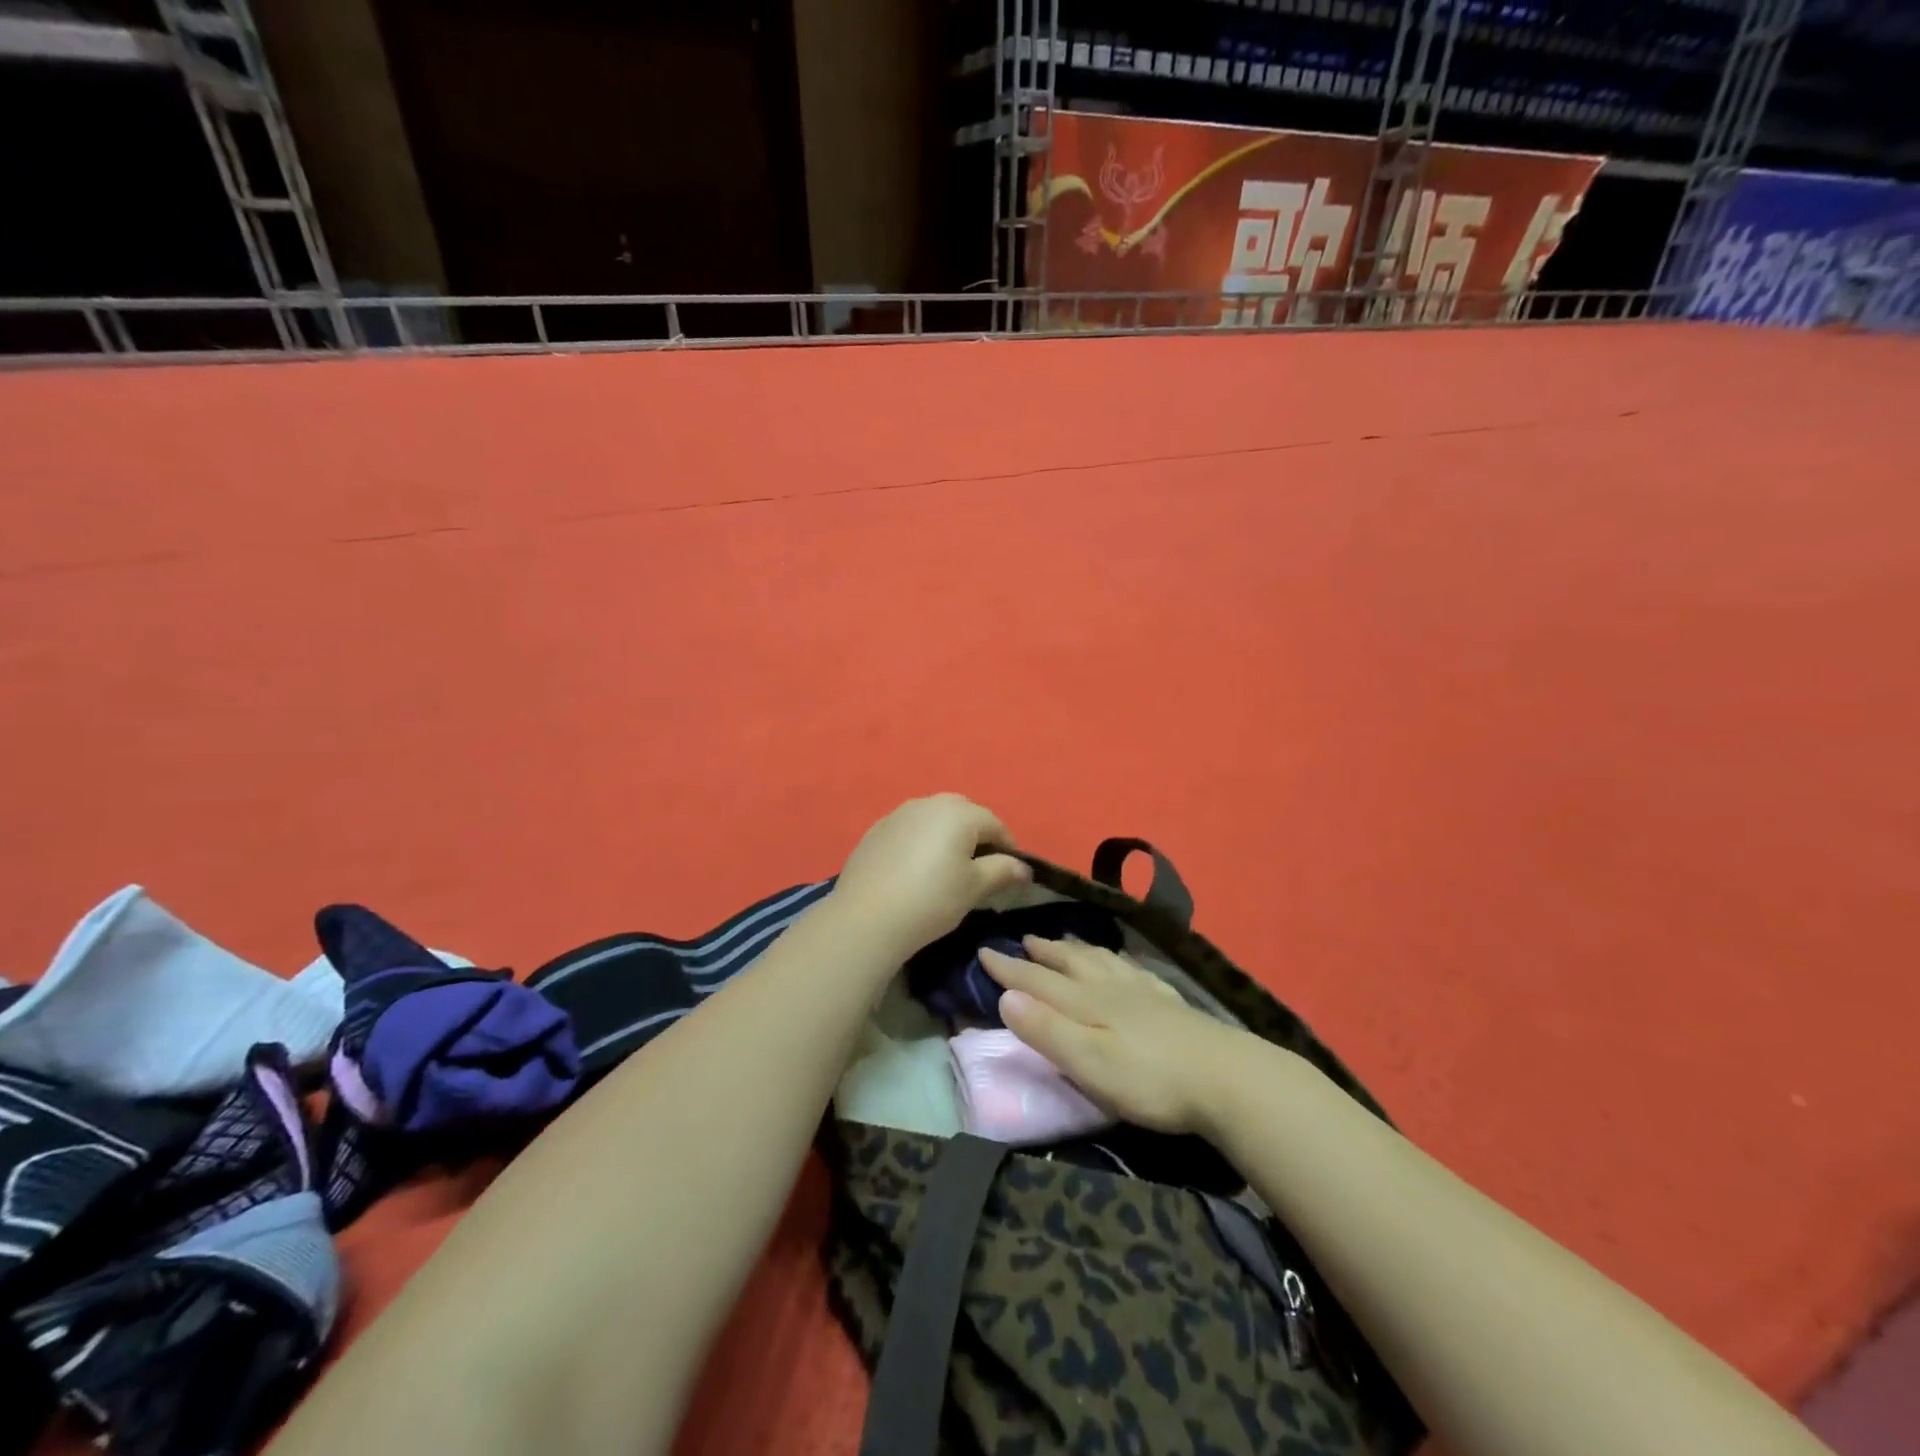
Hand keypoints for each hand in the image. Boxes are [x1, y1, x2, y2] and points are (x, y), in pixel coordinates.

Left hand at [830, 795, 1031, 961]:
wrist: (867, 917)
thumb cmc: (932, 899)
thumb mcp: (974, 887)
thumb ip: (1003, 871)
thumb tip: (1024, 867)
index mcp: (959, 812)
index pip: (994, 824)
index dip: (1008, 847)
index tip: (1012, 872)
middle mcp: (928, 803)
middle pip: (963, 814)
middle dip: (976, 836)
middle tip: (980, 868)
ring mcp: (898, 814)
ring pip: (933, 820)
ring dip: (946, 837)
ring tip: (947, 868)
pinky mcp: (875, 831)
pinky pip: (909, 831)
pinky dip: (919, 843)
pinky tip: (915, 871)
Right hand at [979, 936, 1248, 1134]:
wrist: (1227, 1078)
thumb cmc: (1150, 1080)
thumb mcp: (1089, 1063)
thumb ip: (1047, 1030)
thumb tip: (1005, 997)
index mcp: (1086, 1004)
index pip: (1038, 981)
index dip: (1009, 968)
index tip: (983, 951)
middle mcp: (1110, 989)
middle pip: (1070, 964)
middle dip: (1043, 952)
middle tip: (1023, 939)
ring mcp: (1143, 993)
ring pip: (1101, 961)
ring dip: (1076, 949)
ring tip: (1064, 940)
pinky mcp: (1170, 1004)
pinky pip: (1133, 970)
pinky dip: (1116, 960)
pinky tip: (1123, 963)